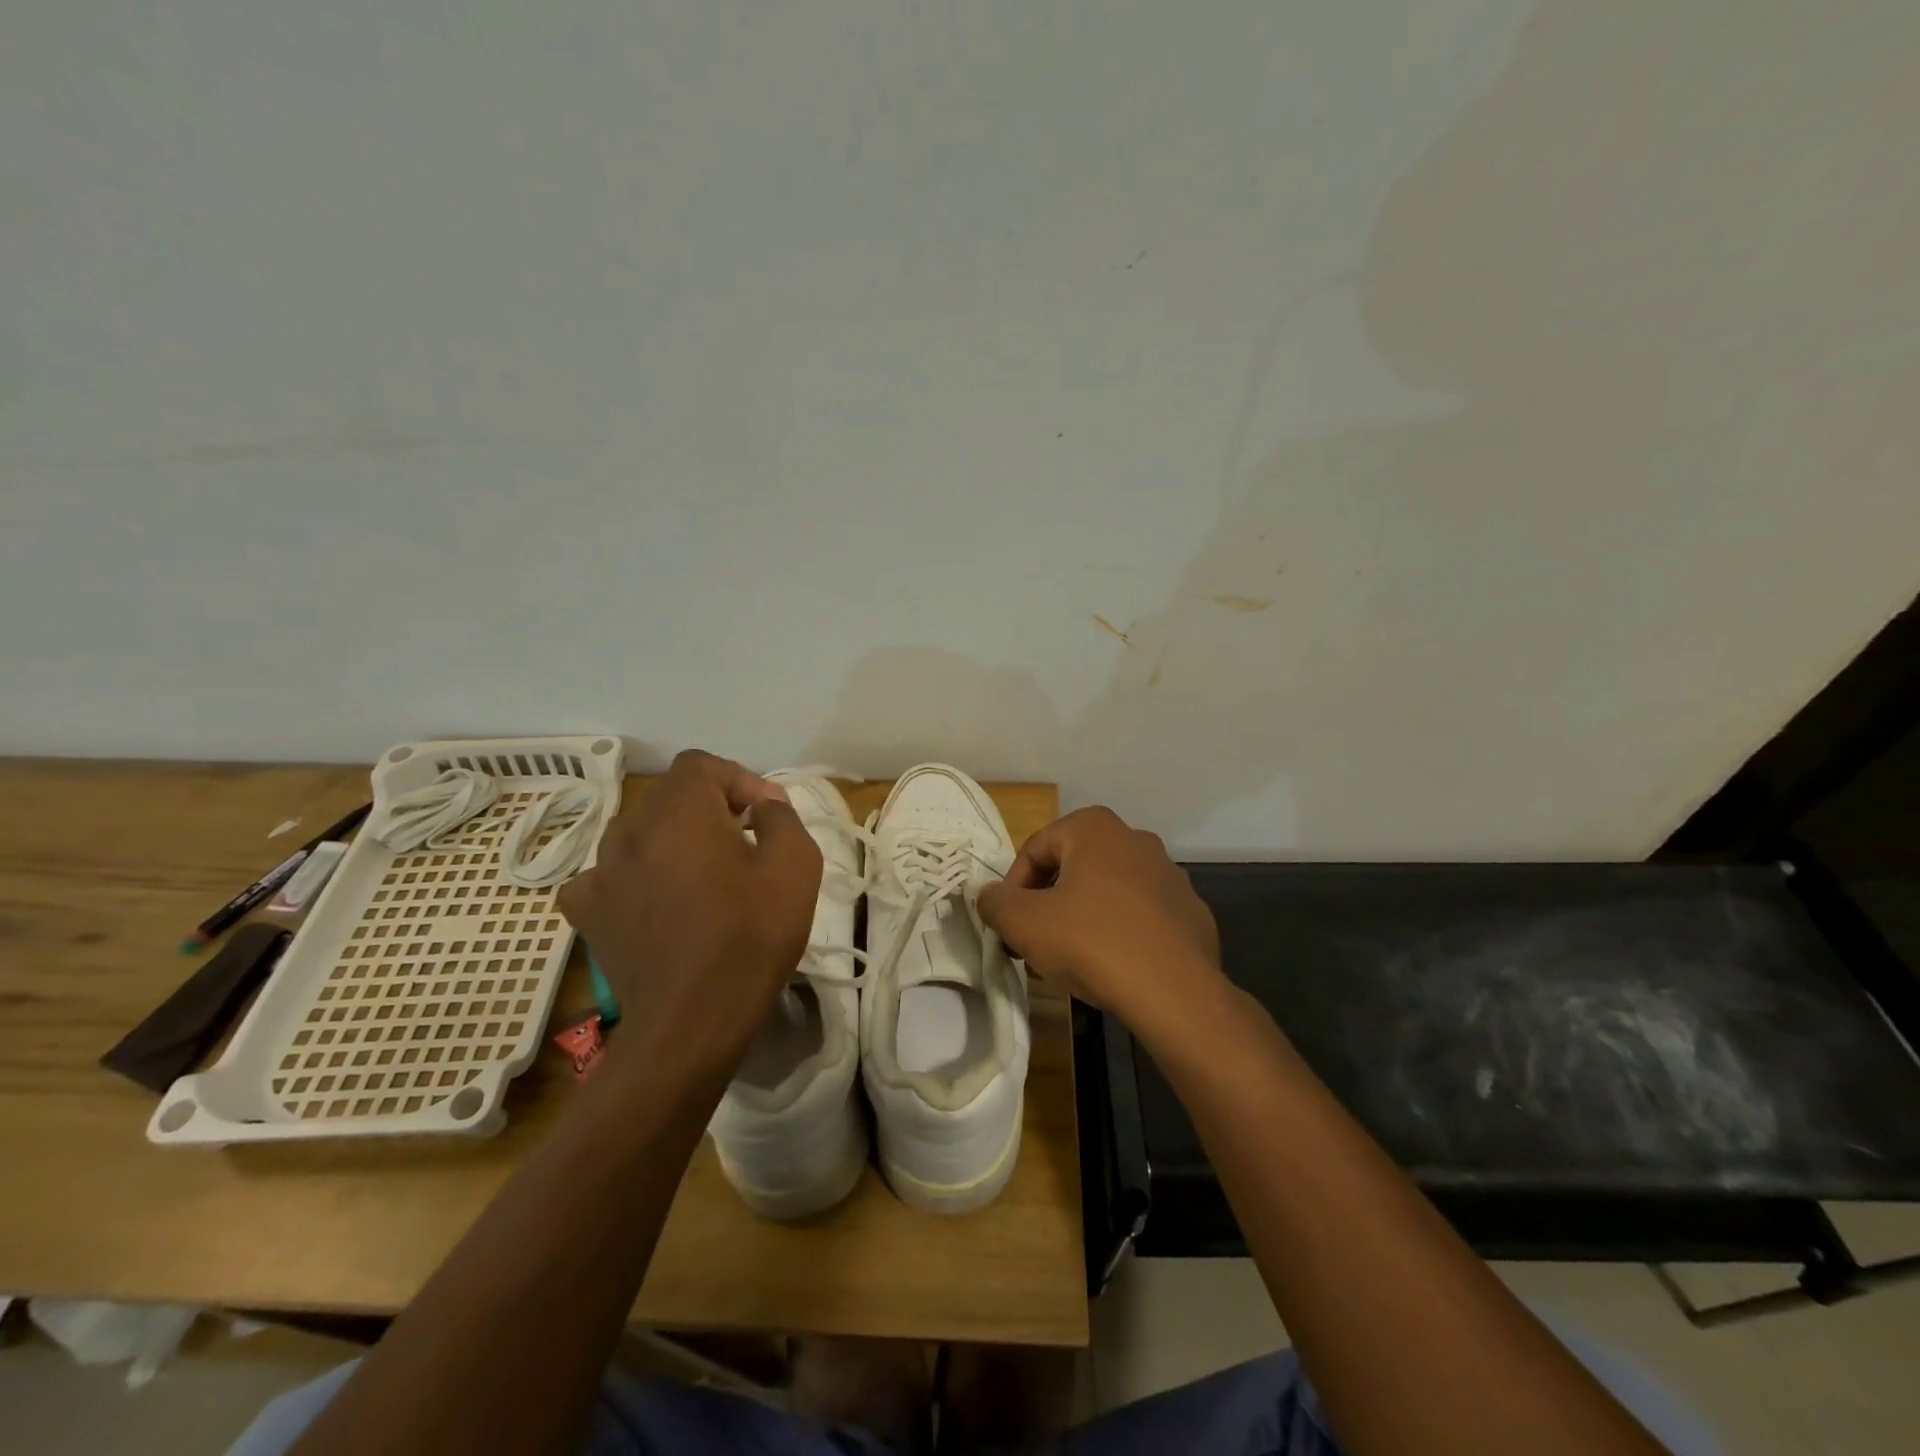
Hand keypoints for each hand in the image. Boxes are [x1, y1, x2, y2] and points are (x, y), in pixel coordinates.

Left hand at [557, 750, 821, 1070]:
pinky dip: (634, 877)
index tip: (766, 816)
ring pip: (640, 833)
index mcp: (678, 810)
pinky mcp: (587, 913)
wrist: (692, 1022)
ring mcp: (599, 872)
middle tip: (746, 843)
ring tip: (704, 876)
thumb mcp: (796, 865)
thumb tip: (763, 807)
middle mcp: (629, 830)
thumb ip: (782, 817)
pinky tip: (655, 900)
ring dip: (674, 841)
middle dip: (711, 808)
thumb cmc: (749, 936)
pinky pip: (609, 875)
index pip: (702, 765)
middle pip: (670, 796)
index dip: (739, 780)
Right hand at [976, 806, 1223, 1041]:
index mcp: (1095, 828)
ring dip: (1082, 918)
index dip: (1013, 889)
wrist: (1174, 993)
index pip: (1035, 849)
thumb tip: (988, 895)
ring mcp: (1169, 875)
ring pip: (1108, 892)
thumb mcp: (1024, 923)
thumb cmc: (1091, 943)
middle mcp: (1136, 839)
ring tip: (1069, 960)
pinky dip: (1120, 933)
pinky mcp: (1191, 912)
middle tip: (1033, 942)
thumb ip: (995, 902)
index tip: (1008, 925)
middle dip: (1047, 903)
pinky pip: (1141, 916)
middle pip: (1073, 868)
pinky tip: (1112, 967)